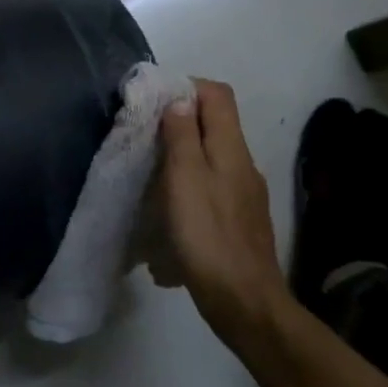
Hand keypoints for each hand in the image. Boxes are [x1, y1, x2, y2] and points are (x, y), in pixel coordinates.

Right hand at [155, 79, 291, 361]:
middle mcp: (243, 164)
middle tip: (143, 133)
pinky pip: (212, 185)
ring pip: (212, 155)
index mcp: (232, 148)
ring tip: (149, 169)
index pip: (218, 94)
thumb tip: (180, 98)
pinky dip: (189, 183)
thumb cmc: (208, 235)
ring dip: (182, 153)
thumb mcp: (185, 179)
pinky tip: (169, 208)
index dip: (186, 86)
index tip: (152, 101)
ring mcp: (244, 194)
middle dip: (179, 120)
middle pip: (215, 123)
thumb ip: (183, 136)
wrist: (243, 300)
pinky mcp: (238, 219)